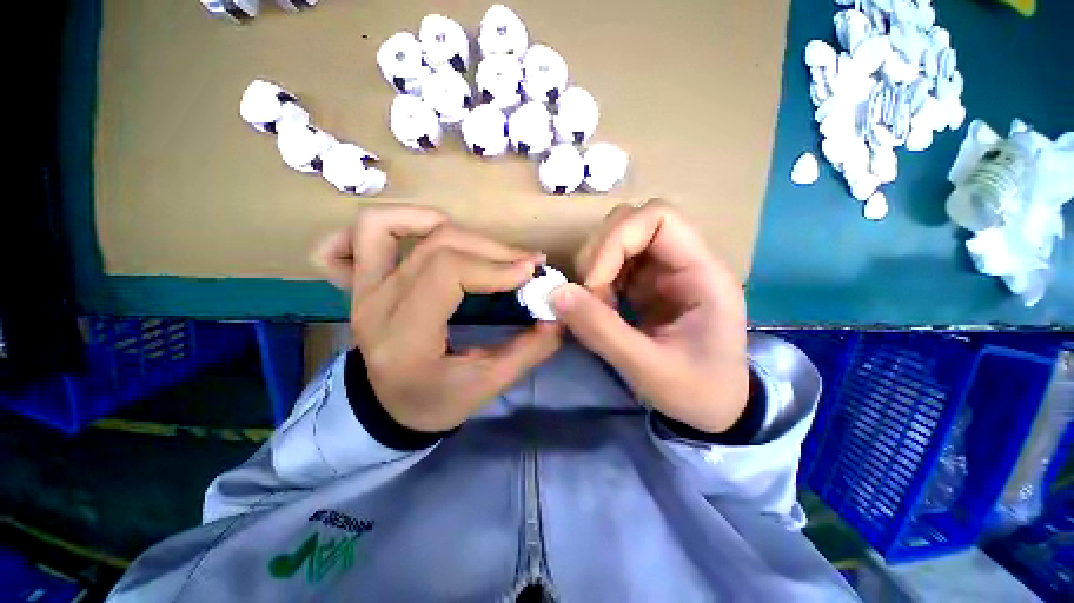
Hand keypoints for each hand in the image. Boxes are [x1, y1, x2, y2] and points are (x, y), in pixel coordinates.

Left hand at [313, 205, 561, 431]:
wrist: (389, 410)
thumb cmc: (436, 402)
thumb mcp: (487, 385)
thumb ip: (528, 351)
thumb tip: (557, 316)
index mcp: (406, 338)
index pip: (448, 274)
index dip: (495, 266)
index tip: (531, 271)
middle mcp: (376, 305)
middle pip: (434, 247)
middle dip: (489, 248)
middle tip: (523, 262)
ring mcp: (360, 291)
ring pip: (383, 227)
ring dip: (438, 224)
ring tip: (476, 245)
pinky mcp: (358, 285)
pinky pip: (347, 241)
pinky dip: (384, 227)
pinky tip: (417, 235)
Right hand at [551, 200, 748, 433]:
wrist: (714, 408)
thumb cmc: (696, 391)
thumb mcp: (649, 368)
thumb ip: (602, 330)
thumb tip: (555, 293)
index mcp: (701, 273)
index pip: (658, 217)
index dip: (617, 240)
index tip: (594, 284)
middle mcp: (682, 261)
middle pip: (631, 222)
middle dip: (599, 255)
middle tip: (590, 297)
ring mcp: (662, 271)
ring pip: (616, 240)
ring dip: (594, 267)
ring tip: (595, 305)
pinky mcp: (646, 285)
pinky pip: (612, 264)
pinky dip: (595, 281)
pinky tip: (598, 306)